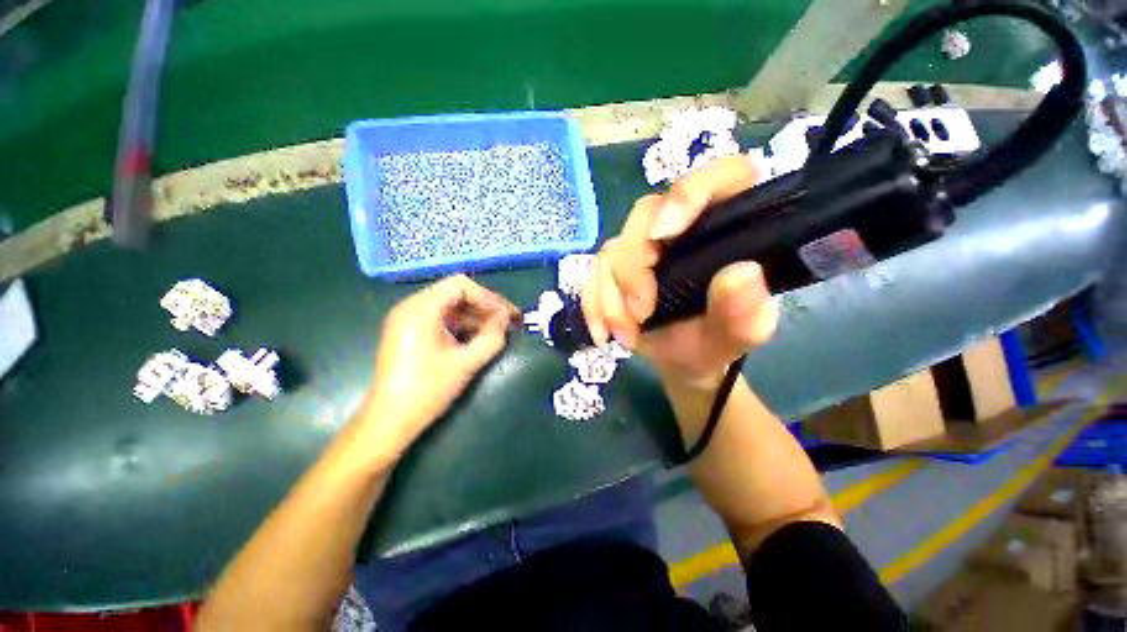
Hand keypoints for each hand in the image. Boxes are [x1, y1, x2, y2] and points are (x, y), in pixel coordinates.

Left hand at [360, 275, 518, 450]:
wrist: (389, 421)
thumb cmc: (428, 390)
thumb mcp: (466, 363)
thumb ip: (492, 337)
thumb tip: (505, 319)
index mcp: (421, 309)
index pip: (460, 285)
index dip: (488, 297)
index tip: (505, 315)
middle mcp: (411, 307)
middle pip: (455, 293)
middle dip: (484, 306)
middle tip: (507, 322)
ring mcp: (407, 319)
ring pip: (450, 306)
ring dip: (475, 316)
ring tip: (496, 331)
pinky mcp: (409, 333)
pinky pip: (440, 319)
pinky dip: (461, 325)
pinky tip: (477, 338)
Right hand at [581, 155, 779, 388]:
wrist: (680, 361)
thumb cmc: (713, 342)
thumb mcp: (736, 335)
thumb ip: (746, 311)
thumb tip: (741, 272)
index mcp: (725, 227)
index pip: (721, 177)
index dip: (690, 193)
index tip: (665, 234)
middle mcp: (680, 227)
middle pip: (646, 214)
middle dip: (634, 268)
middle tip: (640, 313)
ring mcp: (643, 246)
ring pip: (613, 248)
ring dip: (611, 297)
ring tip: (626, 336)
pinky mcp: (615, 267)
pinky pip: (592, 274)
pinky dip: (593, 305)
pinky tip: (604, 333)